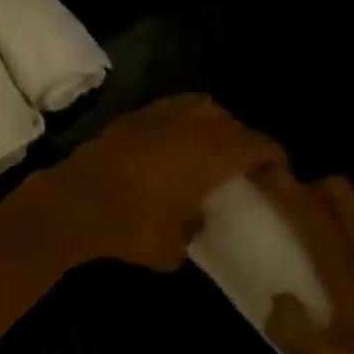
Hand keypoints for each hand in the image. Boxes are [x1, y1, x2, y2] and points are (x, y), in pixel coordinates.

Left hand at [0, 95, 285, 274]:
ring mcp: (159, 115)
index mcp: (213, 153)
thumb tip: (196, 221)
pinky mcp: (133, 116)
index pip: (258, 144)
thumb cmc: (132, 226)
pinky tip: (176, 140)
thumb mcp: (173, 247)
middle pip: (232, 122)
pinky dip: (183, 118)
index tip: (277, 172)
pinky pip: (171, 107)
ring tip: (212, 147)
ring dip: (214, 123)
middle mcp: (192, 125)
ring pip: (202, 106)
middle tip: (244, 165)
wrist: (75, 203)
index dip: (273, 156)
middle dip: (244, 140)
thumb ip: (194, 231)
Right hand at [257, 170, 353, 353]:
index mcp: (344, 261)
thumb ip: (291, 330)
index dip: (279, 182)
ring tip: (299, 237)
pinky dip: (343, 236)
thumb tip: (277, 301)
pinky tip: (334, 275)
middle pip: (336, 190)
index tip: (252, 168)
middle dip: (305, 185)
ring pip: (352, 212)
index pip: (307, 206)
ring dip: (324, 209)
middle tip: (278, 206)